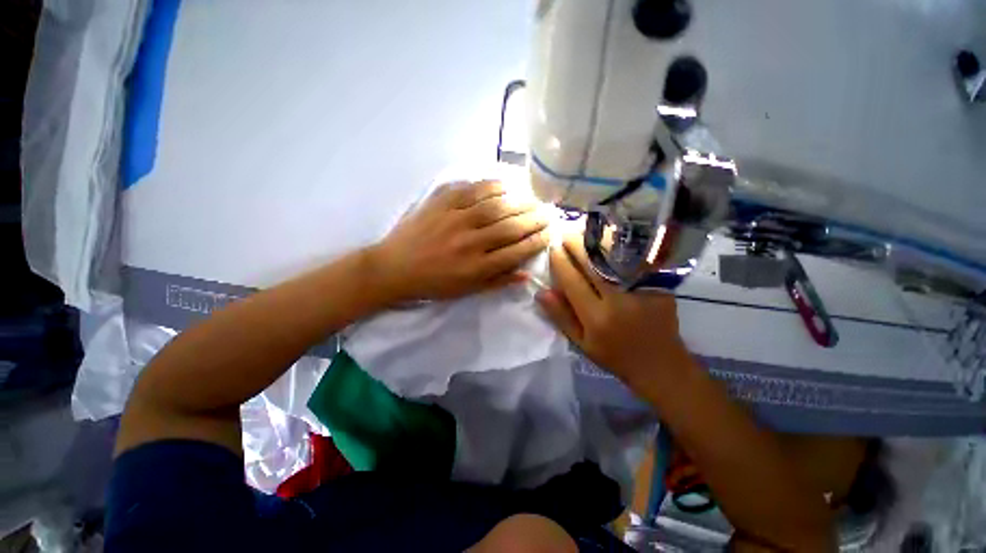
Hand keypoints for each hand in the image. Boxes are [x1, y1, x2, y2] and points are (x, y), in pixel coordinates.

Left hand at [369, 180, 549, 302]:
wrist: (394, 267)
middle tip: (548, 212)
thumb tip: (526, 275)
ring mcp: (455, 219)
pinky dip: (492, 185)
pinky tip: (506, 184)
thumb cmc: (433, 283)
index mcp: (476, 267)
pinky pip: (472, 189)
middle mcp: (470, 242)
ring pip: (496, 205)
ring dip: (519, 201)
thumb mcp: (466, 291)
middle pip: (510, 226)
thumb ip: (497, 282)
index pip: (516, 251)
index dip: (537, 241)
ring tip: (533, 199)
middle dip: (534, 218)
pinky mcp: (441, 203)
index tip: (549, 233)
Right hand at [536, 235, 692, 388]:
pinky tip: (609, 237)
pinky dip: (620, 245)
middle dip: (575, 244)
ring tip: (584, 230)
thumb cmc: (615, 356)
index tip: (552, 248)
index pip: (571, 280)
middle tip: (564, 232)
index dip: (559, 261)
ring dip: (597, 240)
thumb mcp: (581, 343)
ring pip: (614, 256)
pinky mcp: (658, 284)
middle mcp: (618, 300)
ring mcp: (641, 289)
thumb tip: (541, 292)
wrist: (661, 364)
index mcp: (596, 317)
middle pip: (592, 263)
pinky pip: (634, 258)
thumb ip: (561, 316)